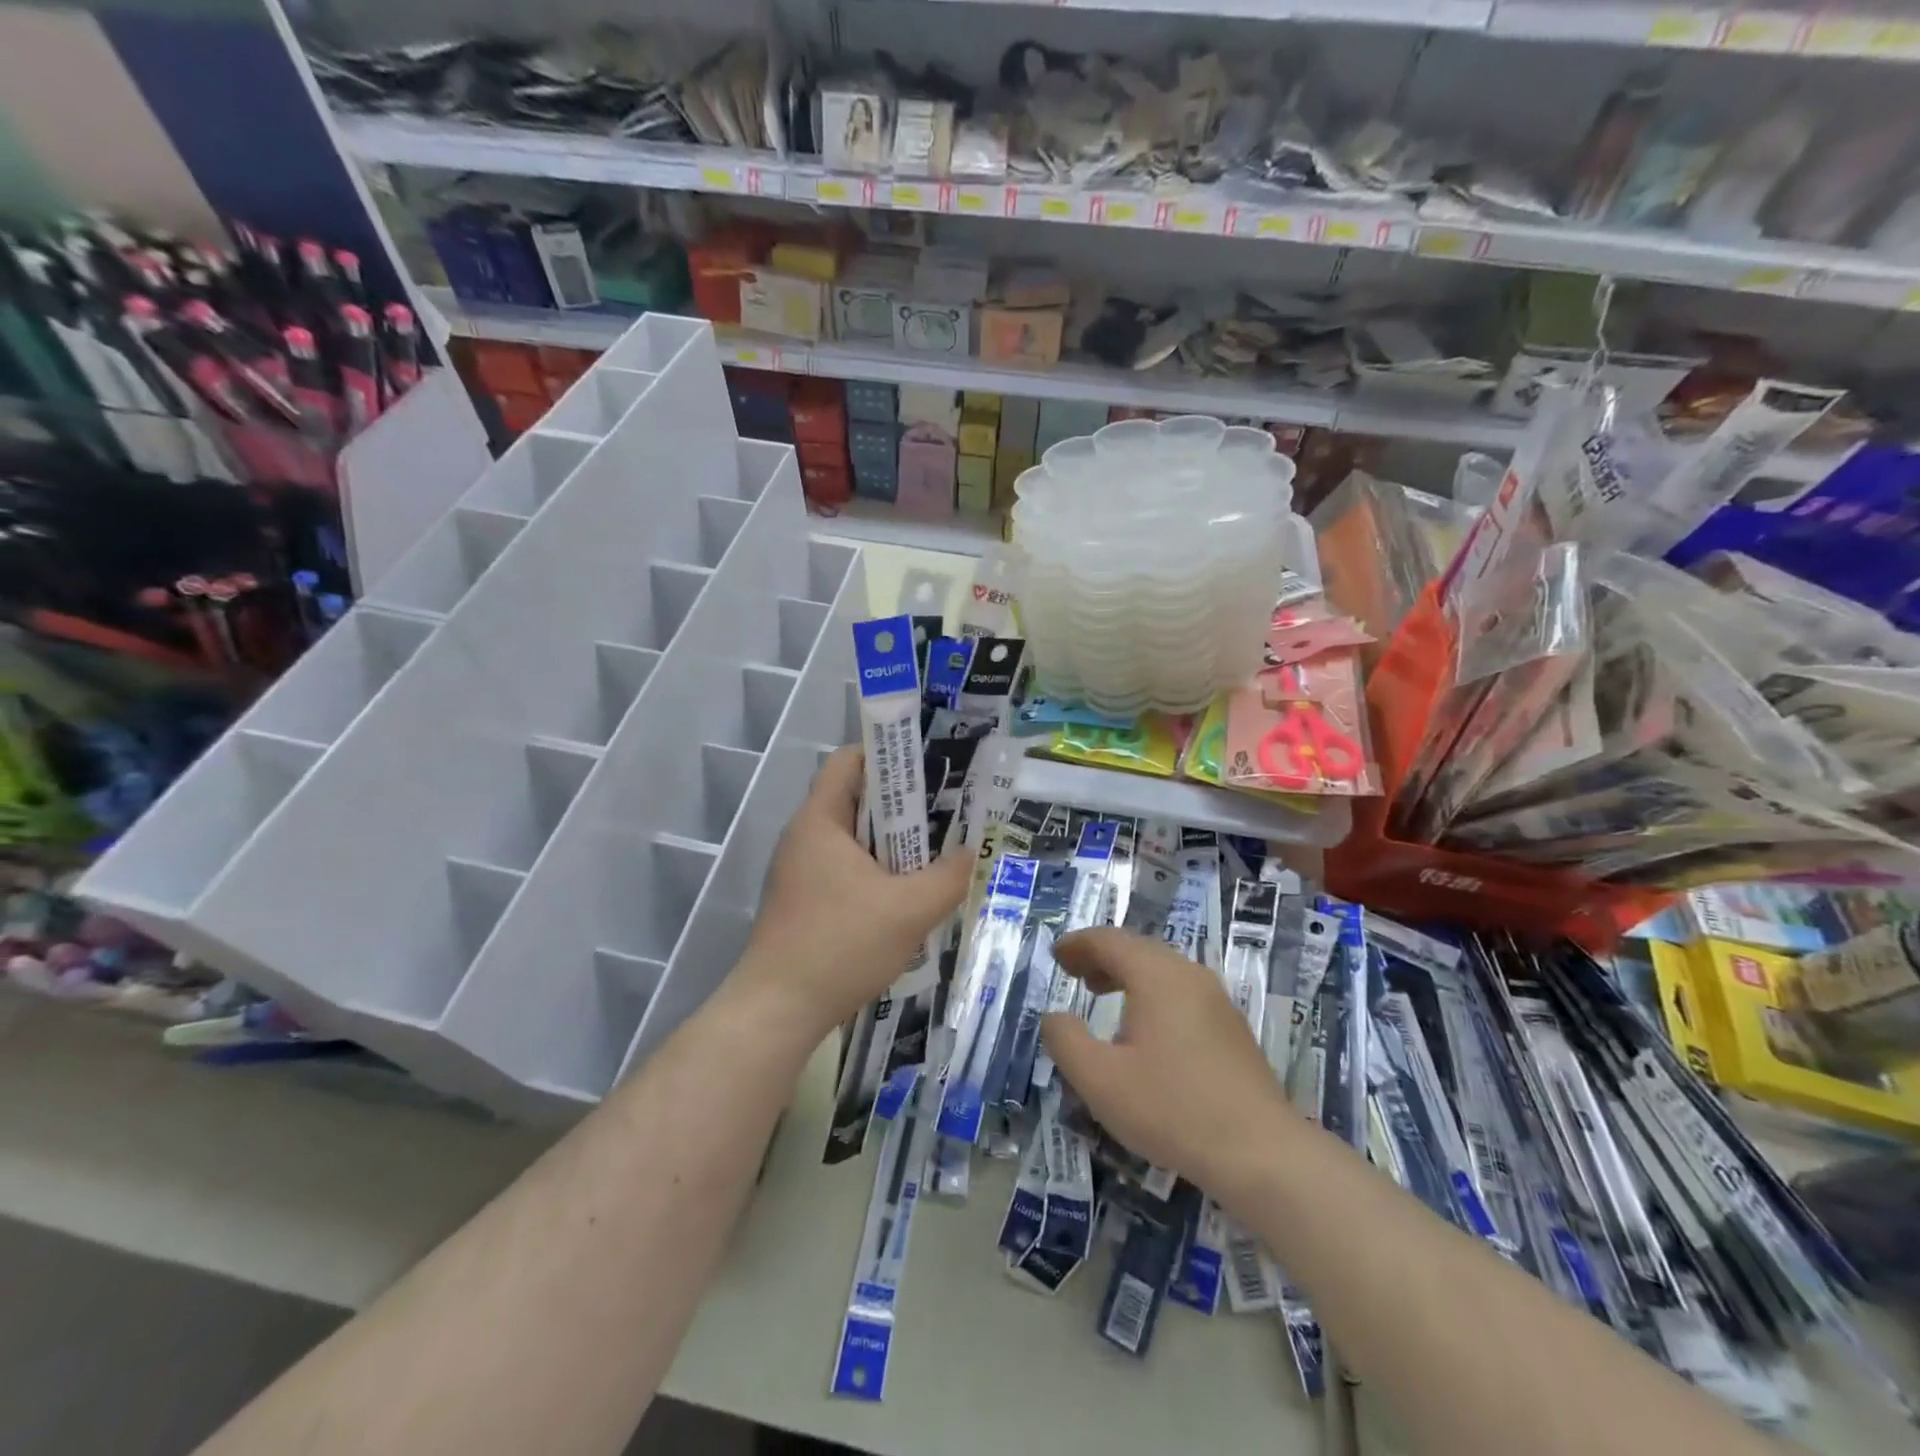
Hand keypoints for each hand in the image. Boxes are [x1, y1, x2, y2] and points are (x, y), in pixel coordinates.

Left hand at [738, 747, 970, 1037]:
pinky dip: (874, 869)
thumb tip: (969, 854)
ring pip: (852, 837)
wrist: (778, 1010)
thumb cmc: (841, 945)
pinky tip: (903, 895)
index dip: (889, 755)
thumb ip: (948, 876)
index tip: (929, 771)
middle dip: (901, 804)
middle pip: (855, 797)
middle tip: (945, 815)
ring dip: (890, 842)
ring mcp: (799, 870)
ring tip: (932, 855)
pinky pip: (844, 866)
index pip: (849, 760)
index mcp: (820, 820)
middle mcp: (804, 836)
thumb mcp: (910, 910)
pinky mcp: (802, 899)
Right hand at [1041, 928, 1292, 1195]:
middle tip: (1073, 973)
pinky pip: (1181, 992)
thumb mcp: (1100, 1080)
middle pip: (1138, 949)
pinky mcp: (1231, 1028)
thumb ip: (1065, 1041)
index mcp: (1156, 976)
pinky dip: (1151, 993)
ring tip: (1101, 994)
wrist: (1262, 1153)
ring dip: (1126, 974)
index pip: (1109, 941)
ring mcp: (1216, 1000)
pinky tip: (1144, 1030)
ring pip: (1162, 970)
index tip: (1056, 955)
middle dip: (1101, 956)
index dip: (1078, 944)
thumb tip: (1054, 1016)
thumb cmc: (1172, 1109)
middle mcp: (1189, 975)